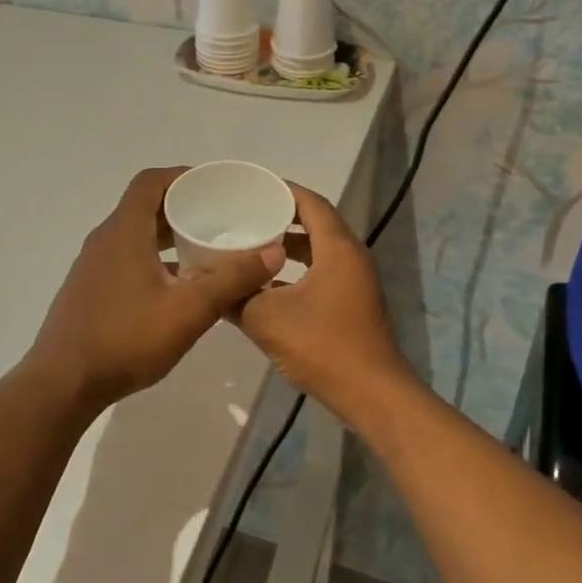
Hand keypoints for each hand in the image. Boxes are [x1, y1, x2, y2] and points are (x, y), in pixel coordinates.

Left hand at [28, 167, 285, 408]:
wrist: (62, 385)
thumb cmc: (126, 339)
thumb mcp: (189, 310)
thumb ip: (232, 279)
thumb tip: (273, 252)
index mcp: (124, 231)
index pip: (151, 181)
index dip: (182, 176)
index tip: (213, 186)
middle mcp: (105, 239)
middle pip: (144, 206)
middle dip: (181, 207)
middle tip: (219, 218)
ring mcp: (93, 265)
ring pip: (135, 234)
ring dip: (167, 236)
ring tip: (204, 250)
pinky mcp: (89, 289)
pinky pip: (126, 258)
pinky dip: (153, 258)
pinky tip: (175, 287)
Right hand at [236, 183, 410, 415]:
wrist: (371, 394)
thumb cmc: (322, 345)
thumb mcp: (267, 318)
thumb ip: (237, 297)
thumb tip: (211, 286)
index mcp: (337, 248)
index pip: (310, 203)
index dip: (282, 191)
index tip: (252, 188)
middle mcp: (351, 257)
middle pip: (315, 224)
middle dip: (281, 218)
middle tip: (246, 216)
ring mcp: (355, 282)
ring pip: (318, 251)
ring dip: (287, 248)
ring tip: (250, 246)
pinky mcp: (352, 304)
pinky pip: (321, 273)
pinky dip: (296, 271)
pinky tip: (266, 285)